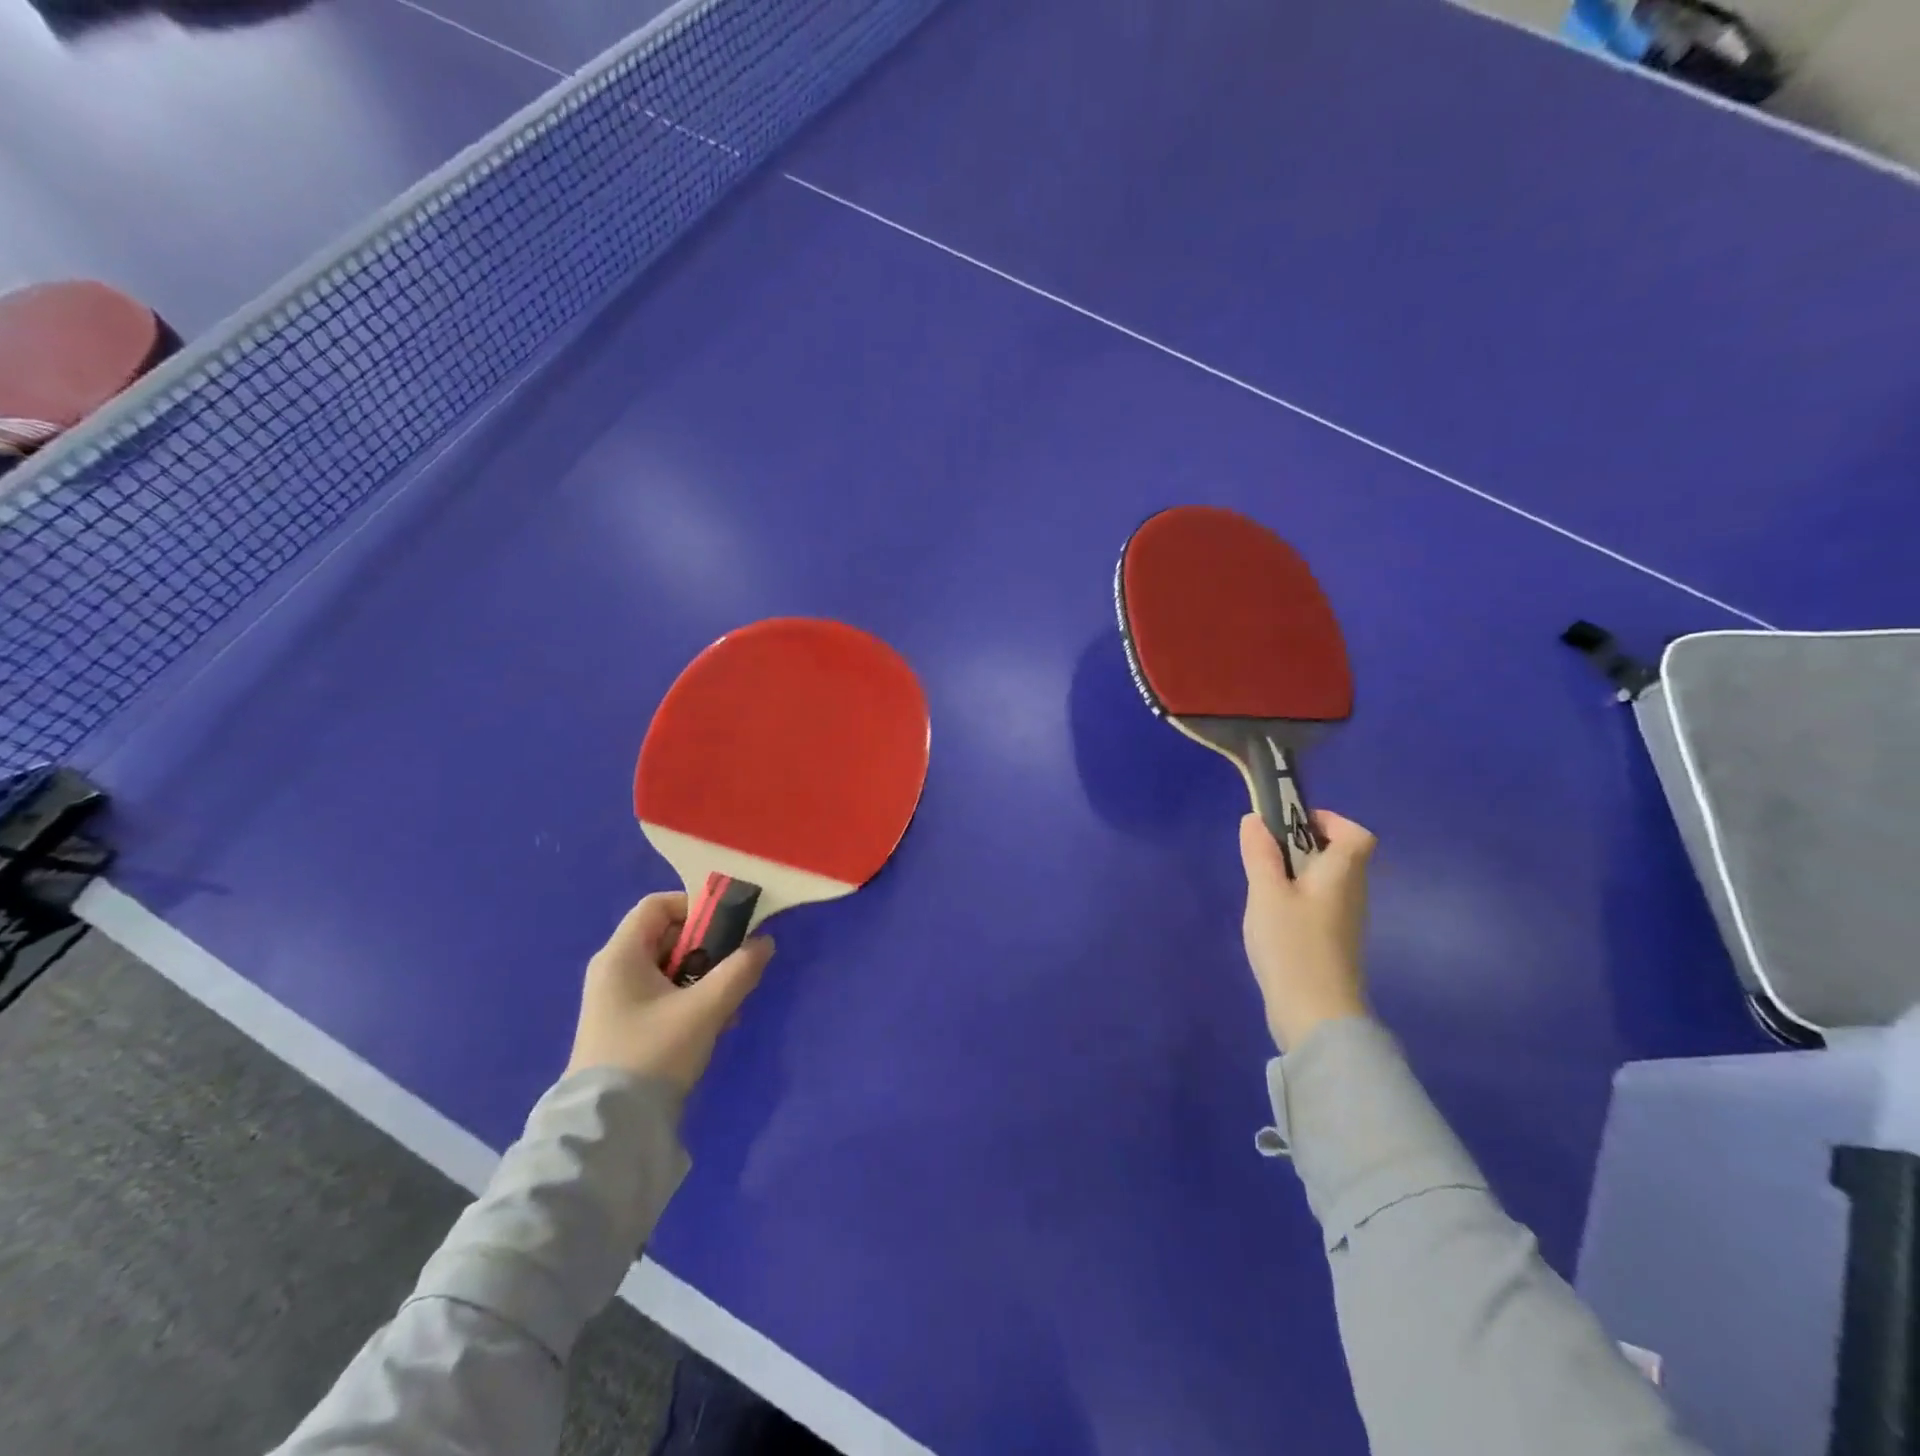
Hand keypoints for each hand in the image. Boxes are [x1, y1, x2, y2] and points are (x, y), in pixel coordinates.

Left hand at [566, 892, 773, 1093]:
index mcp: (621, 955)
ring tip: (730, 1004)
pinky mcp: (626, 1027)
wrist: (610, 1129)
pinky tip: (715, 1024)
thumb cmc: (653, 1053)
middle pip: (668, 936)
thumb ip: (740, 970)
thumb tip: (764, 942)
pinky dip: (692, 999)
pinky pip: (665, 995)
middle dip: (709, 948)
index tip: (730, 926)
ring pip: (671, 969)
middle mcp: (614, 971)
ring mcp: (618, 1001)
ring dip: (705, 978)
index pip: (658, 905)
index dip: (696, 907)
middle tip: (737, 967)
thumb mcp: (705, 1009)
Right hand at [1240, 810, 1375, 1052]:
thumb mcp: (1267, 893)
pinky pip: (1320, 905)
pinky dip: (1298, 898)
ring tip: (1263, 884)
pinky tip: (1272, 916)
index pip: (1356, 834)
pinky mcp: (1334, 944)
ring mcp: (1346, 921)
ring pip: (1327, 882)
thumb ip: (1260, 854)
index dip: (1329, 821)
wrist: (1315, 1015)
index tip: (1290, 823)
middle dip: (1303, 845)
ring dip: (1298, 873)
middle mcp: (1353, 893)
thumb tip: (1255, 819)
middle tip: (1265, 852)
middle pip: (1340, 856)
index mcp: (1342, 874)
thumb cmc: (1293, 945)